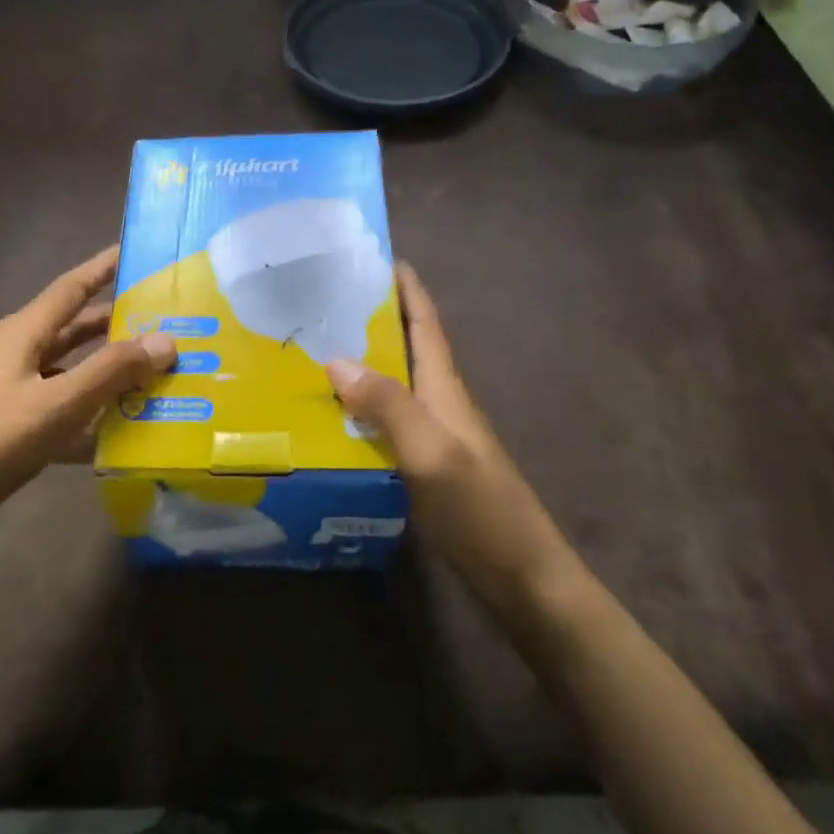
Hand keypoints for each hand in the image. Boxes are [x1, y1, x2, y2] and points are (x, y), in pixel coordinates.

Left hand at [0, 246, 175, 541]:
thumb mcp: (58, 402)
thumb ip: (112, 371)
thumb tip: (166, 340)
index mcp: (22, 333)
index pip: (72, 288)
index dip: (104, 268)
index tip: (137, 253)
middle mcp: (15, 355)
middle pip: (74, 331)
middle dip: (117, 326)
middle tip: (166, 325)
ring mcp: (10, 394)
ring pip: (70, 374)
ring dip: (108, 376)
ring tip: (157, 378)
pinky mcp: (8, 430)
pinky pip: (59, 413)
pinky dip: (88, 419)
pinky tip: (121, 437)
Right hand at [325, 264, 578, 596]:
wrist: (522, 576)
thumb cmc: (481, 507)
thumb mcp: (431, 451)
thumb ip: (388, 404)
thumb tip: (335, 359)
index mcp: (445, 387)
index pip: (426, 323)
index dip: (407, 288)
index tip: (379, 256)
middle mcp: (438, 403)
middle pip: (404, 348)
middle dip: (372, 319)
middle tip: (322, 302)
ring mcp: (432, 436)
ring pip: (390, 385)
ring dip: (360, 363)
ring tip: (311, 351)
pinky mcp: (423, 466)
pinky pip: (383, 422)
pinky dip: (357, 409)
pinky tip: (327, 417)